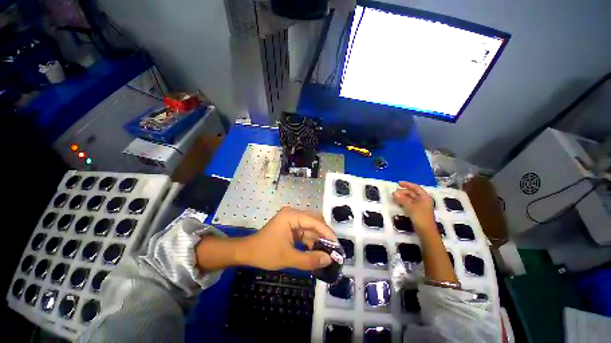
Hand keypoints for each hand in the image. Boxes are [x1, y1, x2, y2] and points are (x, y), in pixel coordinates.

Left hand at [240, 207, 336, 270]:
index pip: (314, 221)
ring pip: (310, 226)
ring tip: (326, 251)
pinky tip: (315, 250)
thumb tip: (328, 260)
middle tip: (333, 248)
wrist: (247, 252)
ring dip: (318, 238)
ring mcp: (292, 219)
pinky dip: (311, 240)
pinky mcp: (291, 226)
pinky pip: (305, 231)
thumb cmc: (265, 253)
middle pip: (314, 220)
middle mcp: (293, 214)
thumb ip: (309, 260)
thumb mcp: (287, 258)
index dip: (327, 232)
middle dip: (324, 234)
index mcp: (291, 216)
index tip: (337, 245)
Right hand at [392, 181, 435, 232]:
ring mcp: (420, 206)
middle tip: (393, 193)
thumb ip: (402, 199)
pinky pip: (409, 204)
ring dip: (402, 197)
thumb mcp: (410, 207)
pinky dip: (404, 202)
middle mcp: (423, 200)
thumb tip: (394, 193)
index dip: (407, 184)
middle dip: (403, 192)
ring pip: (410, 198)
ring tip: (394, 198)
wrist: (426, 232)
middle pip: (412, 193)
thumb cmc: (420, 217)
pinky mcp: (417, 211)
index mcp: (424, 197)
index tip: (398, 183)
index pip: (415, 187)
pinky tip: (398, 203)